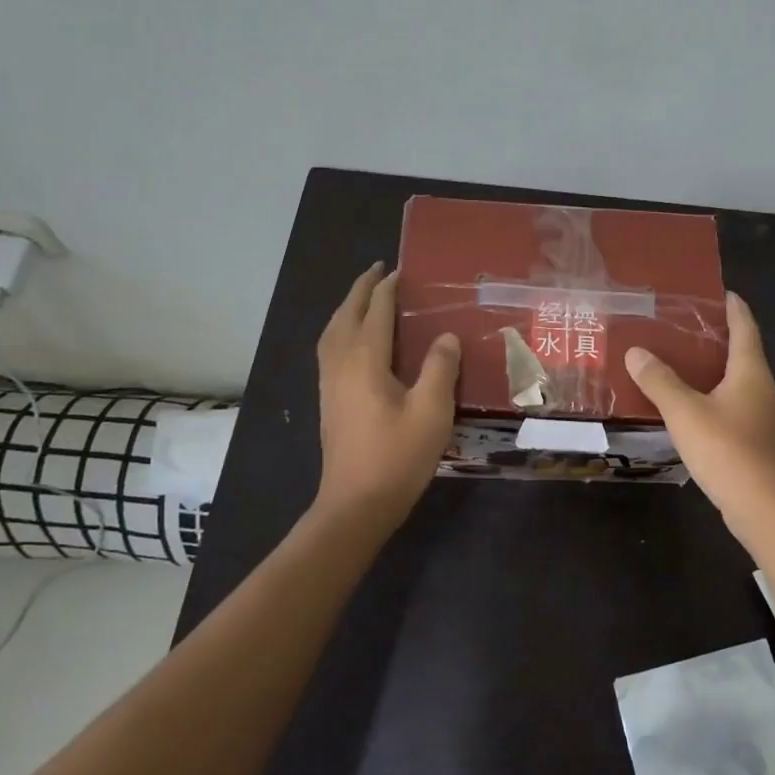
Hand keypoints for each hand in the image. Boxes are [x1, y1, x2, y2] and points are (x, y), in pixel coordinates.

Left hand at [314, 262, 460, 530]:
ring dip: (347, 308)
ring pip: (332, 332)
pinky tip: (353, 341)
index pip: (376, 311)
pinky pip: (330, 349)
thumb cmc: (397, 456)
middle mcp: (341, 364)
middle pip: (346, 315)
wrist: (356, 504)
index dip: (388, 289)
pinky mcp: (328, 401)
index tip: (401, 270)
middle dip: (360, 290)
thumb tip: (446, 336)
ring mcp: (329, 383)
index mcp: (365, 361)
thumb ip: (439, 368)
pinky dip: (340, 330)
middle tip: (378, 271)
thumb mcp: (431, 411)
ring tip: (364, 298)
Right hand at [624, 292, 774, 533]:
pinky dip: (716, 399)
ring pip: (739, 384)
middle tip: (684, 328)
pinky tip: (693, 410)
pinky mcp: (760, 443)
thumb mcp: (684, 412)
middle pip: (743, 354)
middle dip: (718, 340)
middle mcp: (765, 389)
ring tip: (682, 366)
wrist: (765, 509)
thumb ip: (659, 380)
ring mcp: (766, 419)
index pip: (745, 327)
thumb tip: (636, 351)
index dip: (733, 307)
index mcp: (751, 372)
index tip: (719, 291)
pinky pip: (736, 409)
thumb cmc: (727, 450)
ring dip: (715, 372)